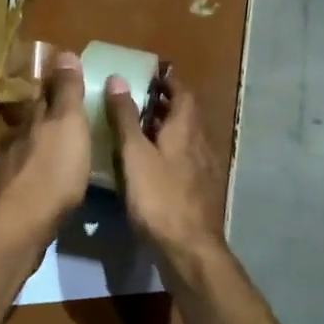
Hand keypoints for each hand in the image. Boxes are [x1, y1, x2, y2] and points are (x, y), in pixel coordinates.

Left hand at [0, 51, 90, 255]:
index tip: (71, 79)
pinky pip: (28, 173)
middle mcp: (17, 137)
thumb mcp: (69, 124)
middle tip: (71, 114)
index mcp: (33, 117)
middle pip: (34, 119)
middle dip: (48, 114)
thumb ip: (67, 92)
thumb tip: (63, 52)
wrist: (22, 224)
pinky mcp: (11, 195)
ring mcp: (11, 167)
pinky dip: (39, 170)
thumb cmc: (54, 170)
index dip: (57, 85)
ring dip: (43, 143)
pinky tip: (49, 178)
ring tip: (63, 146)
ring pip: (29, 146)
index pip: (44, 93)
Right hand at [104, 68, 224, 271]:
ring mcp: (204, 168)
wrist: (190, 249)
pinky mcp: (201, 190)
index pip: (182, 92)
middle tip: (137, 98)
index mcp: (186, 129)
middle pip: (186, 114)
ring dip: (167, 127)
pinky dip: (170, 150)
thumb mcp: (134, 155)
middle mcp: (200, 142)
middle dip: (165, 103)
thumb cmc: (159, 198)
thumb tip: (118, 78)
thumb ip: (126, 117)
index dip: (168, 81)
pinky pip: (186, 157)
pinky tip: (153, 164)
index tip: (149, 74)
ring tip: (139, 128)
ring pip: (186, 137)